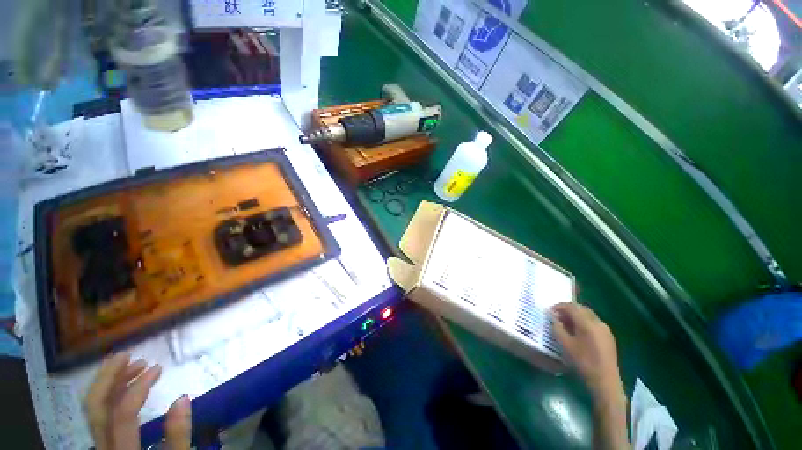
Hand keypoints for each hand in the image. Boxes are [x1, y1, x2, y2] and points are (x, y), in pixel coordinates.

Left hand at [84, 353, 192, 449]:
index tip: (158, 368)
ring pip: (93, 409)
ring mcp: (100, 444)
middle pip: (95, 408)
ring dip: (109, 382)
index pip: (123, 415)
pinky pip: (99, 414)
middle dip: (109, 377)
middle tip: (127, 354)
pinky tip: (123, 385)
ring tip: (131, 365)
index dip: (138, 388)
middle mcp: (104, 447)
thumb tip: (182, 398)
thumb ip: (179, 436)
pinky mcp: (103, 442)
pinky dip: (109, 394)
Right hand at [552, 303, 622, 397]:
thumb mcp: (565, 345)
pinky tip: (578, 332)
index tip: (550, 311)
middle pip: (581, 308)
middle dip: (568, 309)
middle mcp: (598, 322)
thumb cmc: (583, 362)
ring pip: (588, 315)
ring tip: (566, 324)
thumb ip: (557, 328)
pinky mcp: (608, 336)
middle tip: (557, 316)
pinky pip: (594, 322)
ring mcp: (605, 329)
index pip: (571, 307)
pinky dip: (584, 322)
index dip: (559, 307)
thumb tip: (554, 319)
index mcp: (587, 323)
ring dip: (576, 315)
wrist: (605, 381)